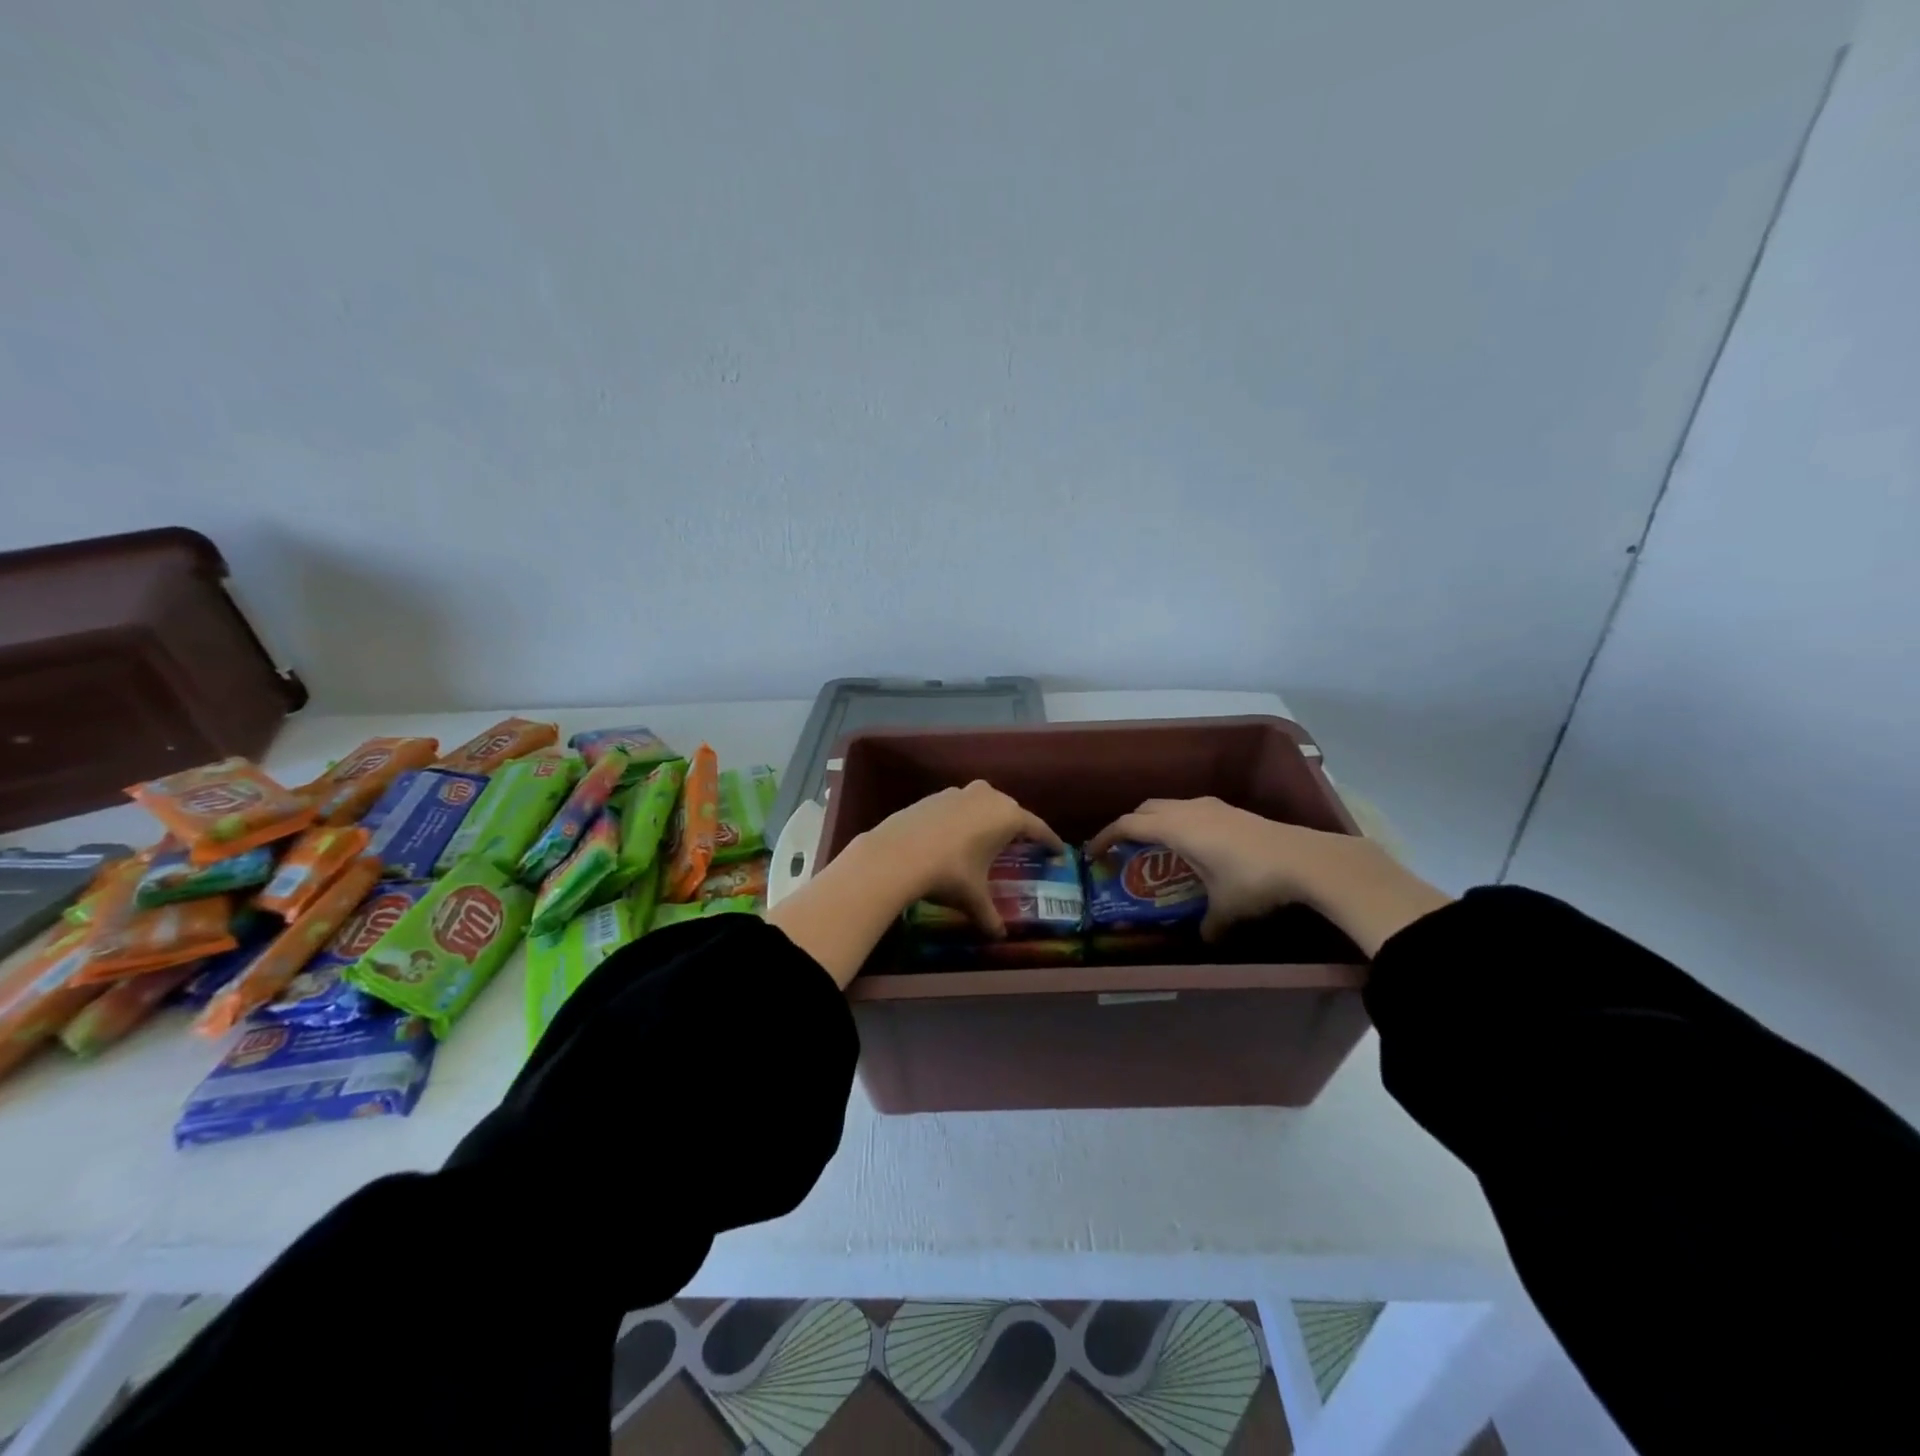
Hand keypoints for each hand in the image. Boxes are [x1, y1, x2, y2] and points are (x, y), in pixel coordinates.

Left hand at [857, 780, 1063, 937]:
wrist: (897, 853)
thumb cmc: (949, 873)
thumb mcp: (973, 897)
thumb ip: (989, 915)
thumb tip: (998, 936)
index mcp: (1007, 817)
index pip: (1037, 828)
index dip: (1049, 841)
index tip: (1058, 850)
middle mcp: (987, 797)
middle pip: (1010, 810)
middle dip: (1017, 826)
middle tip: (1022, 844)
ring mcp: (958, 793)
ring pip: (982, 803)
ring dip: (987, 818)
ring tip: (987, 838)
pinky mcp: (933, 796)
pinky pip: (957, 806)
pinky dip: (962, 819)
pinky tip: (954, 836)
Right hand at [1087, 797, 1449, 953]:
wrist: (1306, 860)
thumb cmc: (1253, 881)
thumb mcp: (1225, 910)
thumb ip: (1208, 925)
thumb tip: (1204, 940)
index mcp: (1177, 828)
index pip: (1129, 825)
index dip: (1106, 837)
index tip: (1094, 852)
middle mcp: (1189, 811)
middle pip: (1146, 808)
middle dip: (1130, 826)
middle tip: (1124, 850)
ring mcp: (1213, 807)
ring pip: (1171, 806)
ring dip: (1157, 821)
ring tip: (1158, 848)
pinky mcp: (1232, 811)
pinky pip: (1192, 810)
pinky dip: (1180, 822)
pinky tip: (1195, 846)